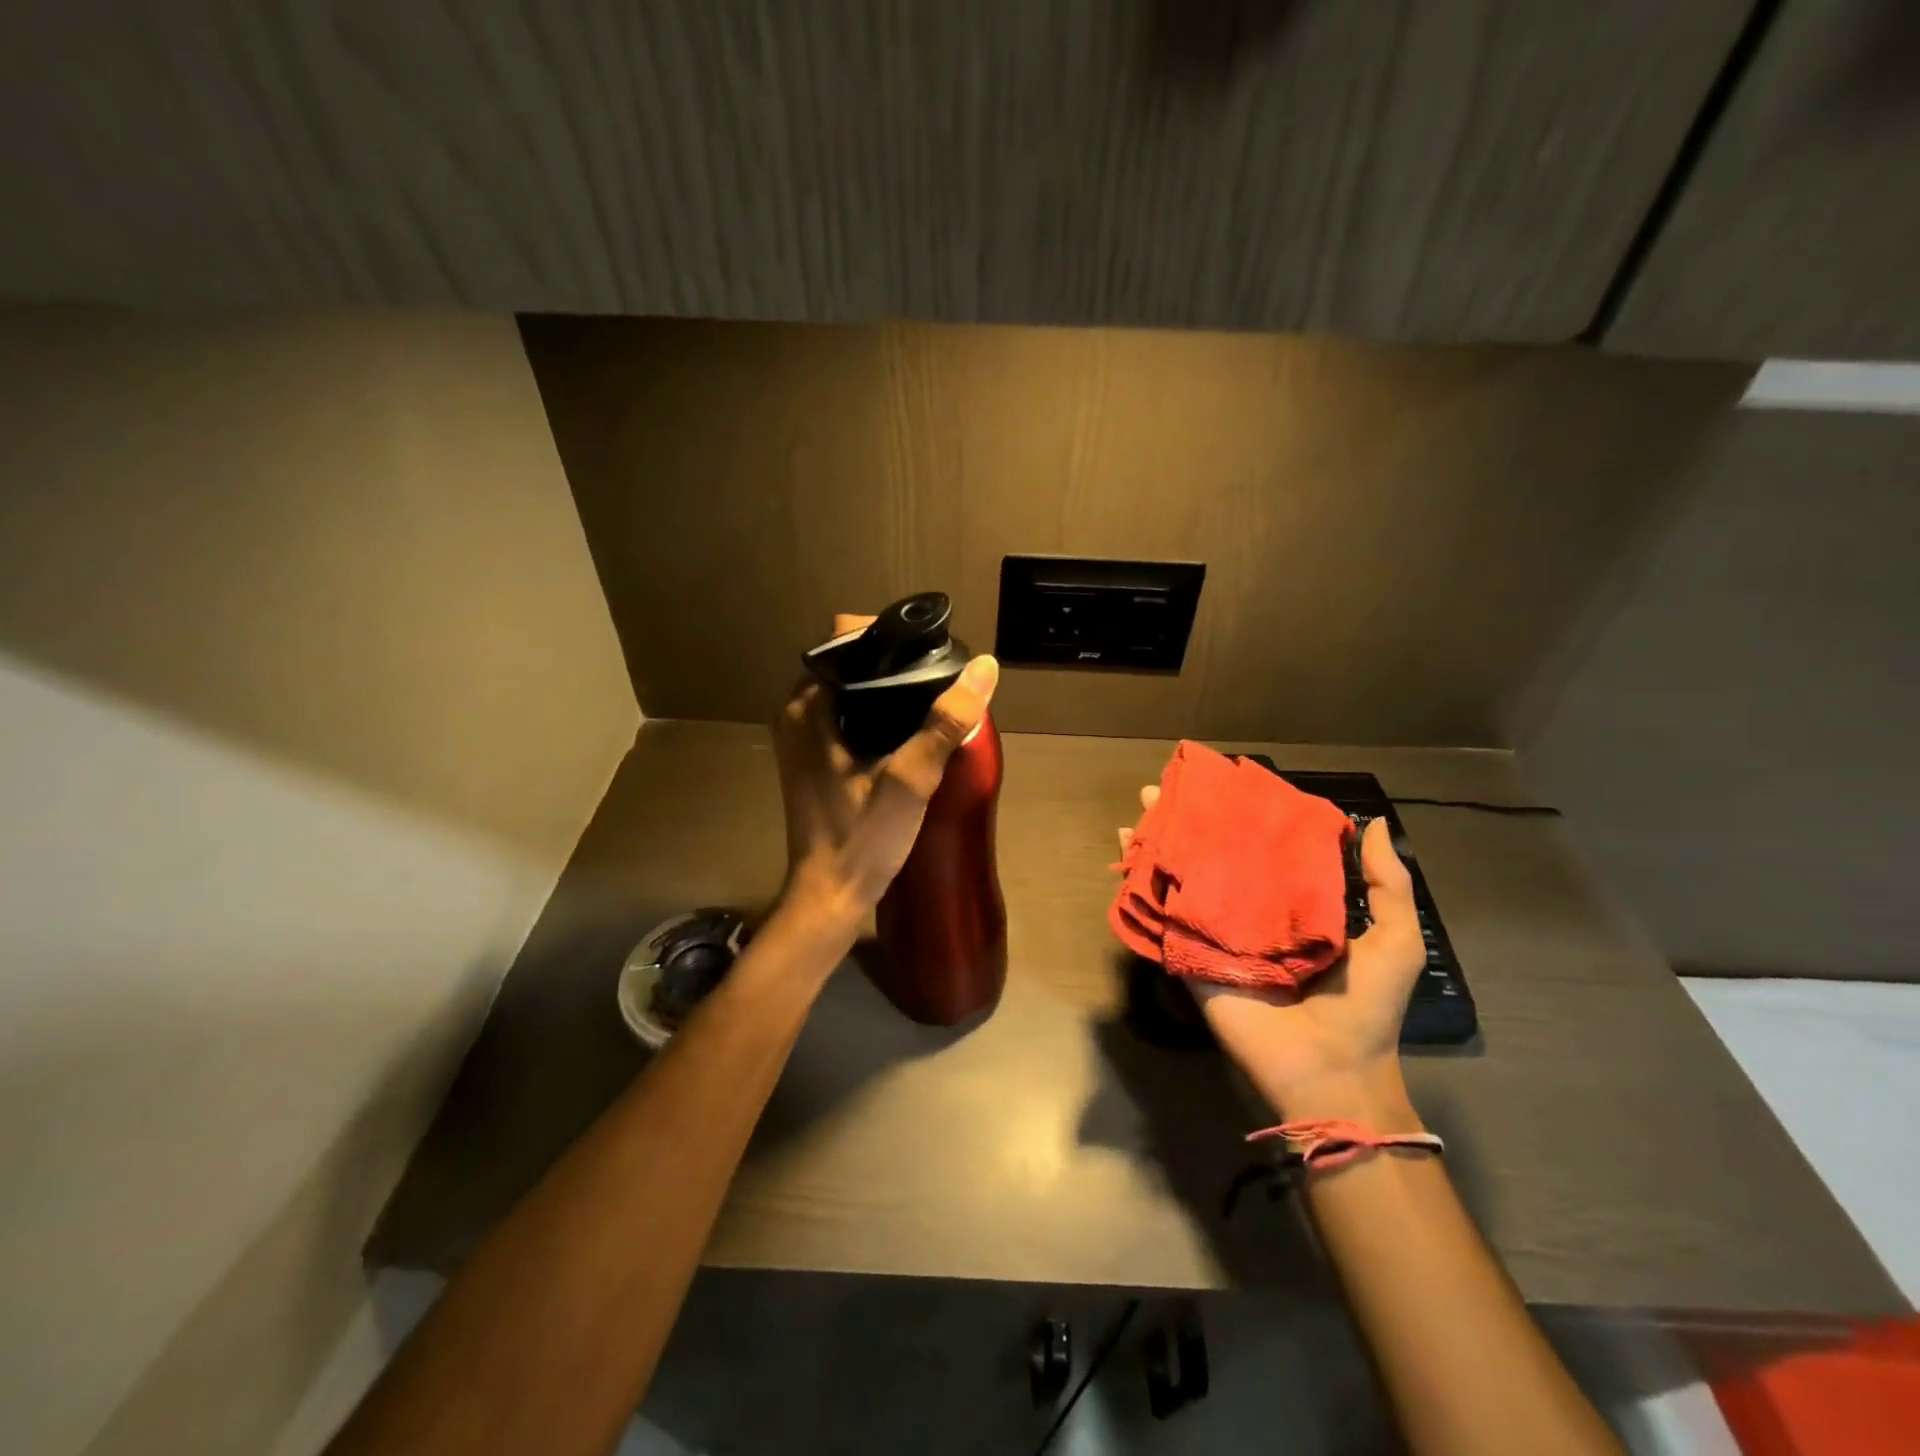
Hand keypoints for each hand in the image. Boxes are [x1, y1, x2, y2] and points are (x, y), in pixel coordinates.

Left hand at [774, 613, 999, 935]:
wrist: (830, 896)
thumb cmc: (862, 838)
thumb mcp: (910, 778)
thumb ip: (946, 721)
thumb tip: (985, 667)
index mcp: (808, 706)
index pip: (845, 638)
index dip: (889, 635)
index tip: (930, 650)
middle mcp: (797, 713)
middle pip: (848, 661)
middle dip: (892, 661)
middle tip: (938, 677)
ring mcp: (801, 737)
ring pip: (849, 689)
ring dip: (885, 688)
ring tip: (931, 698)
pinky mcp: (813, 757)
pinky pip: (845, 715)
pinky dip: (875, 712)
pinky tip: (908, 728)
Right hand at [1120, 785, 1425, 1123]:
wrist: (1331, 1071)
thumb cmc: (1366, 1004)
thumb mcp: (1394, 938)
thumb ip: (1386, 883)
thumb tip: (1372, 822)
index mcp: (1289, 906)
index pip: (1258, 850)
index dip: (1239, 817)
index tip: (1219, 782)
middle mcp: (1245, 914)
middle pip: (1210, 858)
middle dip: (1186, 822)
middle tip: (1164, 787)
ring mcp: (1212, 935)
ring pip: (1179, 880)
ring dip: (1157, 844)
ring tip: (1140, 807)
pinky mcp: (1188, 957)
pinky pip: (1160, 917)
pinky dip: (1140, 887)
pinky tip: (1125, 854)